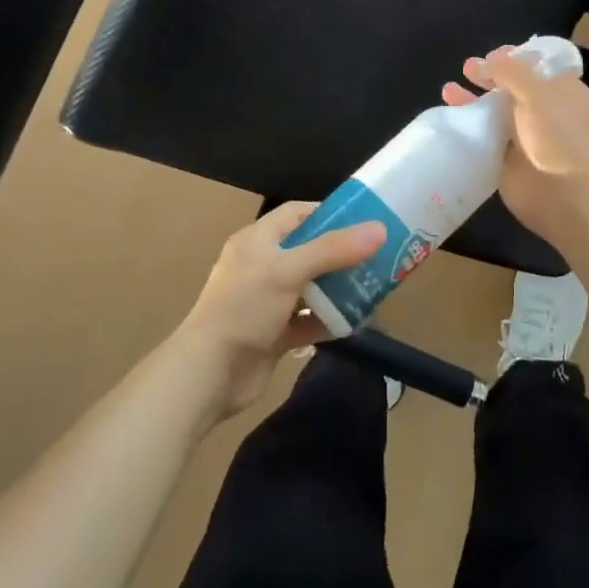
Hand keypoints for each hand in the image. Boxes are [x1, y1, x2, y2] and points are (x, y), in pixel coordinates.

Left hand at [174, 202, 385, 419]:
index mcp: (257, 241)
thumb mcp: (288, 271)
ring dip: (338, 289)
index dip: (328, 213)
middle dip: (341, 254)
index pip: (296, 213)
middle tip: (377, 256)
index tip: (363, 220)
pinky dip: (328, 321)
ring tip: (375, 288)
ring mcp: (267, 302)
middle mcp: (262, 266)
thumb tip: (379, 229)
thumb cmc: (244, 309)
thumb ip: (333, 250)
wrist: (209, 374)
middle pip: (308, 250)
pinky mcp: (273, 333)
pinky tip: (355, 322)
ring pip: (310, 287)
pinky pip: (307, 321)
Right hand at [443, 47, 588, 239]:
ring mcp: (524, 137)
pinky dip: (469, 130)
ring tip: (448, 91)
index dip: (514, 58)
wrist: (565, 193)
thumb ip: (510, 72)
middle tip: (467, 69)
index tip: (491, 55)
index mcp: (561, 91)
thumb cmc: (558, 134)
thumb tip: (487, 61)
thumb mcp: (537, 92)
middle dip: (489, 77)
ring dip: (472, 101)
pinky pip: (485, 140)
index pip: (536, 67)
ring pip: (494, 113)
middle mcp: (544, 112)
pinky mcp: (507, 161)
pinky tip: (450, 120)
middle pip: (511, 88)